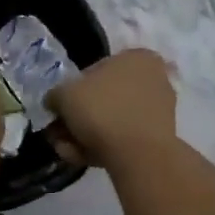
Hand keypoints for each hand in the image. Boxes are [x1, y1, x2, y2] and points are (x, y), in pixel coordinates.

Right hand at [48, 49, 177, 169]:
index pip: (94, 71)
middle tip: (58, 134)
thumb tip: (54, 102)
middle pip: (103, 99)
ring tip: (67, 150)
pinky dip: (103, 147)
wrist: (139, 155)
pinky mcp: (159, 137)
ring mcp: (159, 109)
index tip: (59, 110)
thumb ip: (55, 95)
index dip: (71, 92)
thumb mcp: (65, 94)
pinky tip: (83, 158)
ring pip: (112, 121)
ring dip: (85, 135)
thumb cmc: (102, 110)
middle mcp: (153, 79)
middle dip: (77, 119)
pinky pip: (124, 138)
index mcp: (137, 57)